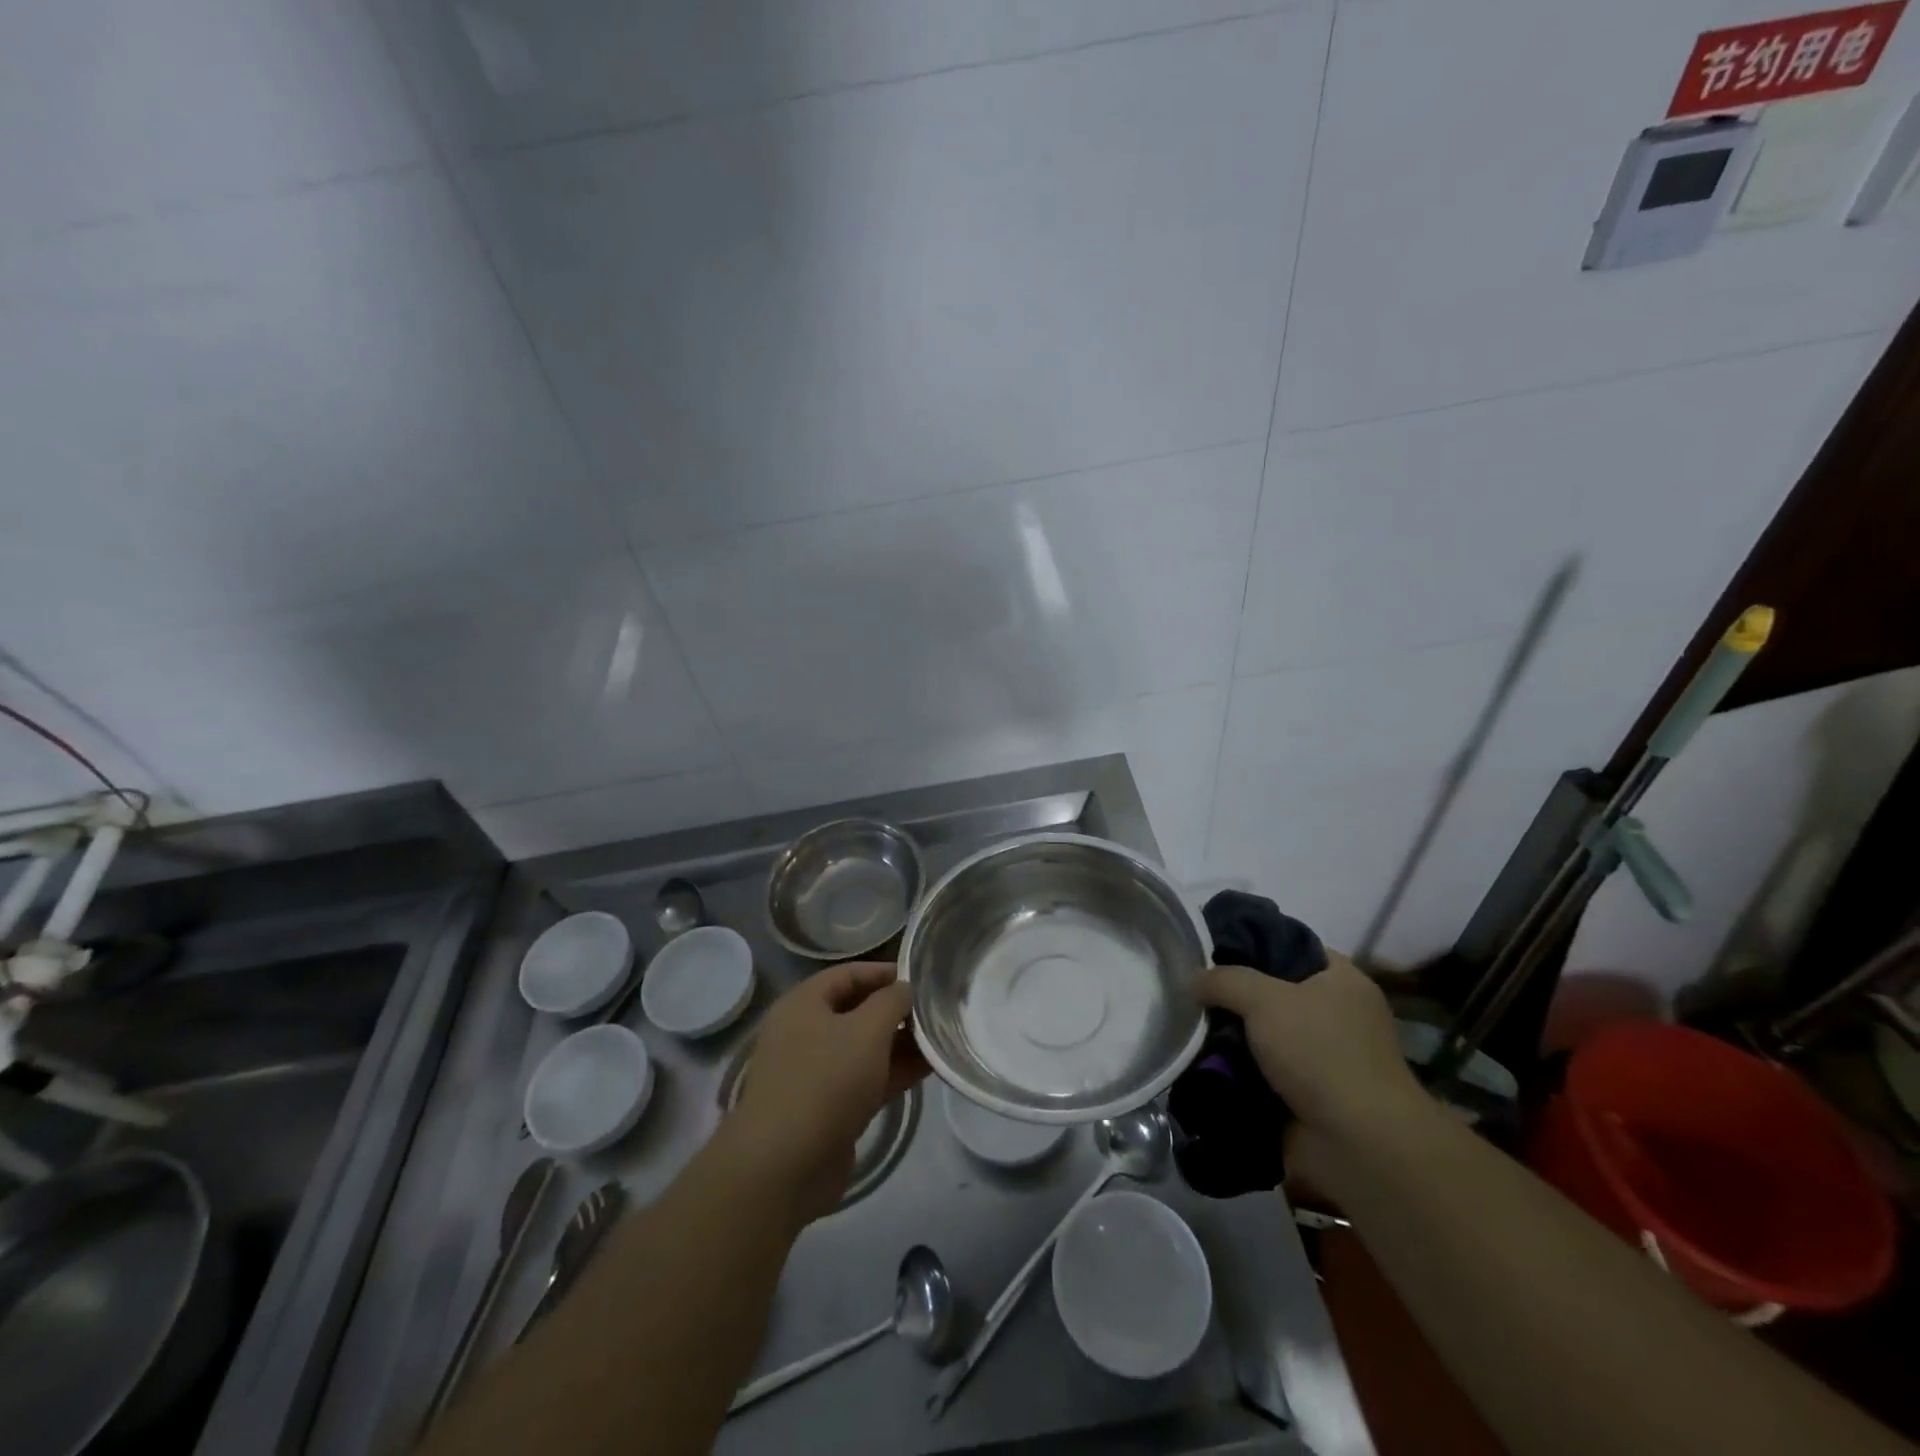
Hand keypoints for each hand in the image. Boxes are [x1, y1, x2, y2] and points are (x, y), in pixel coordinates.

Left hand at [727, 962, 928, 1223]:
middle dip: (897, 1009)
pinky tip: (930, 1068)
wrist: (785, 1166)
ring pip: (865, 1047)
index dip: (885, 972)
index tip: (923, 977)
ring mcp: (816, 1072)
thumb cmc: (825, 1081)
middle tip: (938, 1008)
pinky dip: (895, 1071)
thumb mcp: (867, 1030)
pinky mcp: (829, 1108)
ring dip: (901, 1042)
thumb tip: (906, 989)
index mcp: (804, 1003)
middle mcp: (806, 1032)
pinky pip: (867, 1078)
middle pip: (858, 1010)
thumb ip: (892, 1001)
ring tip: (942, 1037)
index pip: (849, 974)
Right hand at [1197, 952, 1427, 1172]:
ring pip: (1263, 1035)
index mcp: (1342, 980)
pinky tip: (1202, 1062)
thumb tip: (1193, 980)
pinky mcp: (1307, 1095)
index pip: (1291, 945)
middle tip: (1192, 991)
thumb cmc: (1320, 1053)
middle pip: (1272, 992)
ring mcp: (1323, 1058)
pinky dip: (1236, 1071)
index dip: (1252, 943)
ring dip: (1231, 1037)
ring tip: (1188, 1026)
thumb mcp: (1264, 999)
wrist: (1357, 1145)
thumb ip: (1224, 980)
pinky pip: (1261, 1072)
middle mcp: (1337, 1014)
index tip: (1210, 948)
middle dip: (1234, 996)